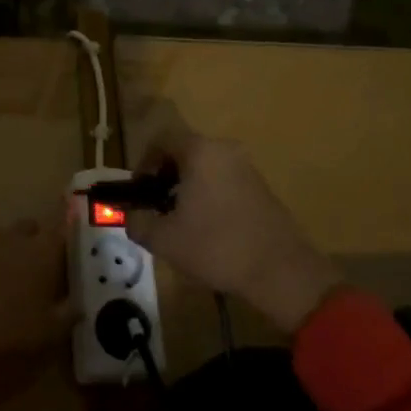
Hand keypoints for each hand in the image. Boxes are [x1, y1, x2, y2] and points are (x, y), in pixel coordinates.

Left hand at [0, 218, 77, 357]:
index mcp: (43, 249)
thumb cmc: (12, 327)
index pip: (63, 228)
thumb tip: (79, 307)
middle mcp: (17, 238)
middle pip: (33, 228)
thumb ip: (69, 314)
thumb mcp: (50, 330)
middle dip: (39, 240)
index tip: (76, 231)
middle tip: (46, 264)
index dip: (71, 227)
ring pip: (8, 238)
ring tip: (18, 276)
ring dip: (14, 250)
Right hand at [127, 128, 341, 333]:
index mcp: (200, 151)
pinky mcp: (261, 187)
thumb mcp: (164, 239)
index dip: (144, 163)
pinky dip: (209, 195)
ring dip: (187, 188)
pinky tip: (208, 229)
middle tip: (156, 209)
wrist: (280, 270)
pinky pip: (224, 180)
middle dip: (165, 178)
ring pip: (205, 168)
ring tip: (180, 223)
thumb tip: (130, 216)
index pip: (162, 140)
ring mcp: (247, 167)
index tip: (139, 191)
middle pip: (184, 152)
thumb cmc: (216, 247)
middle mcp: (225, 150)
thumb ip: (138, 222)